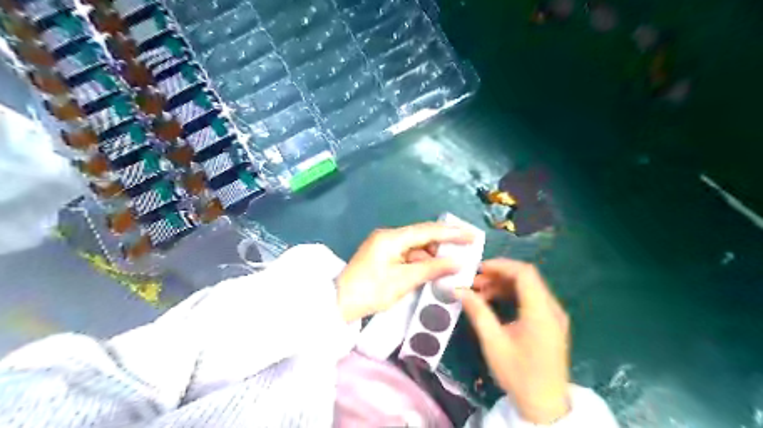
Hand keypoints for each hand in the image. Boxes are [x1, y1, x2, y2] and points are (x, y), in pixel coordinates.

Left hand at [337, 224, 474, 320]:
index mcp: (392, 238)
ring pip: (416, 246)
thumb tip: (458, 262)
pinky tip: (434, 269)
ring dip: (433, 254)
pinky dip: (422, 261)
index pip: (427, 231)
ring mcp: (385, 245)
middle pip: (422, 235)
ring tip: (454, 261)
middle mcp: (389, 236)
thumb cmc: (371, 292)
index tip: (472, 236)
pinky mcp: (383, 255)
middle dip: (444, 242)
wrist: (339, 303)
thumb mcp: (404, 281)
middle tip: (466, 248)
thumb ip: (432, 269)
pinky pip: (408, 254)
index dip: (452, 233)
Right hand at [454, 259, 569, 421]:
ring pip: (528, 287)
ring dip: (503, 285)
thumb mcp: (493, 343)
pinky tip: (493, 302)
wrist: (545, 405)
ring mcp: (553, 315)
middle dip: (498, 275)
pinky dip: (511, 295)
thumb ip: (477, 312)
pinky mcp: (550, 322)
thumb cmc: (518, 375)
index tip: (478, 269)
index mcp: (540, 312)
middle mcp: (551, 308)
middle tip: (474, 282)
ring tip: (479, 292)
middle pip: (526, 278)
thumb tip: (458, 290)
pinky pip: (530, 298)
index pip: (524, 273)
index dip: (501, 265)